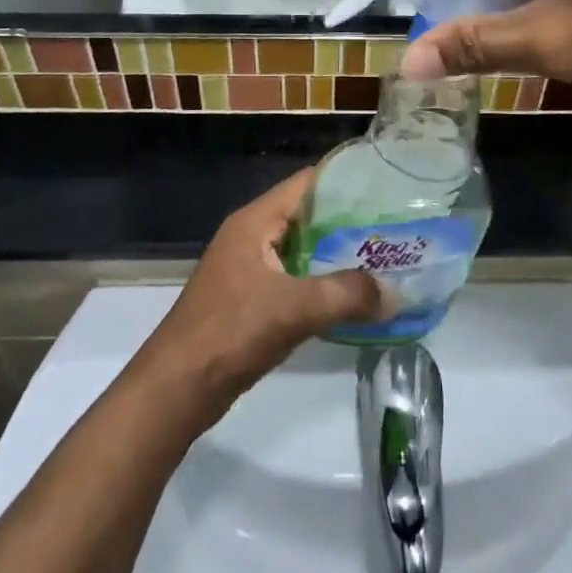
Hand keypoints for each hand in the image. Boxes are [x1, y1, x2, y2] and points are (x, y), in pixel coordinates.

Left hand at [136, 169, 390, 422]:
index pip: (306, 183)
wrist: (176, 390)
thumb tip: (395, 294)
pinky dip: (321, 282)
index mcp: (255, 221)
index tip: (386, 188)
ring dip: (337, 255)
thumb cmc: (230, 332)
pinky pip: (293, 278)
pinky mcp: (248, 299)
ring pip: (302, 249)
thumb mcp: (294, 309)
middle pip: (307, 215)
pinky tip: (350, 297)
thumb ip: (346, 295)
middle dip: (348, 222)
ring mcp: (248, 268)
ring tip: (382, 260)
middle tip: (394, 229)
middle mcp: (250, 235)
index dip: (345, 182)